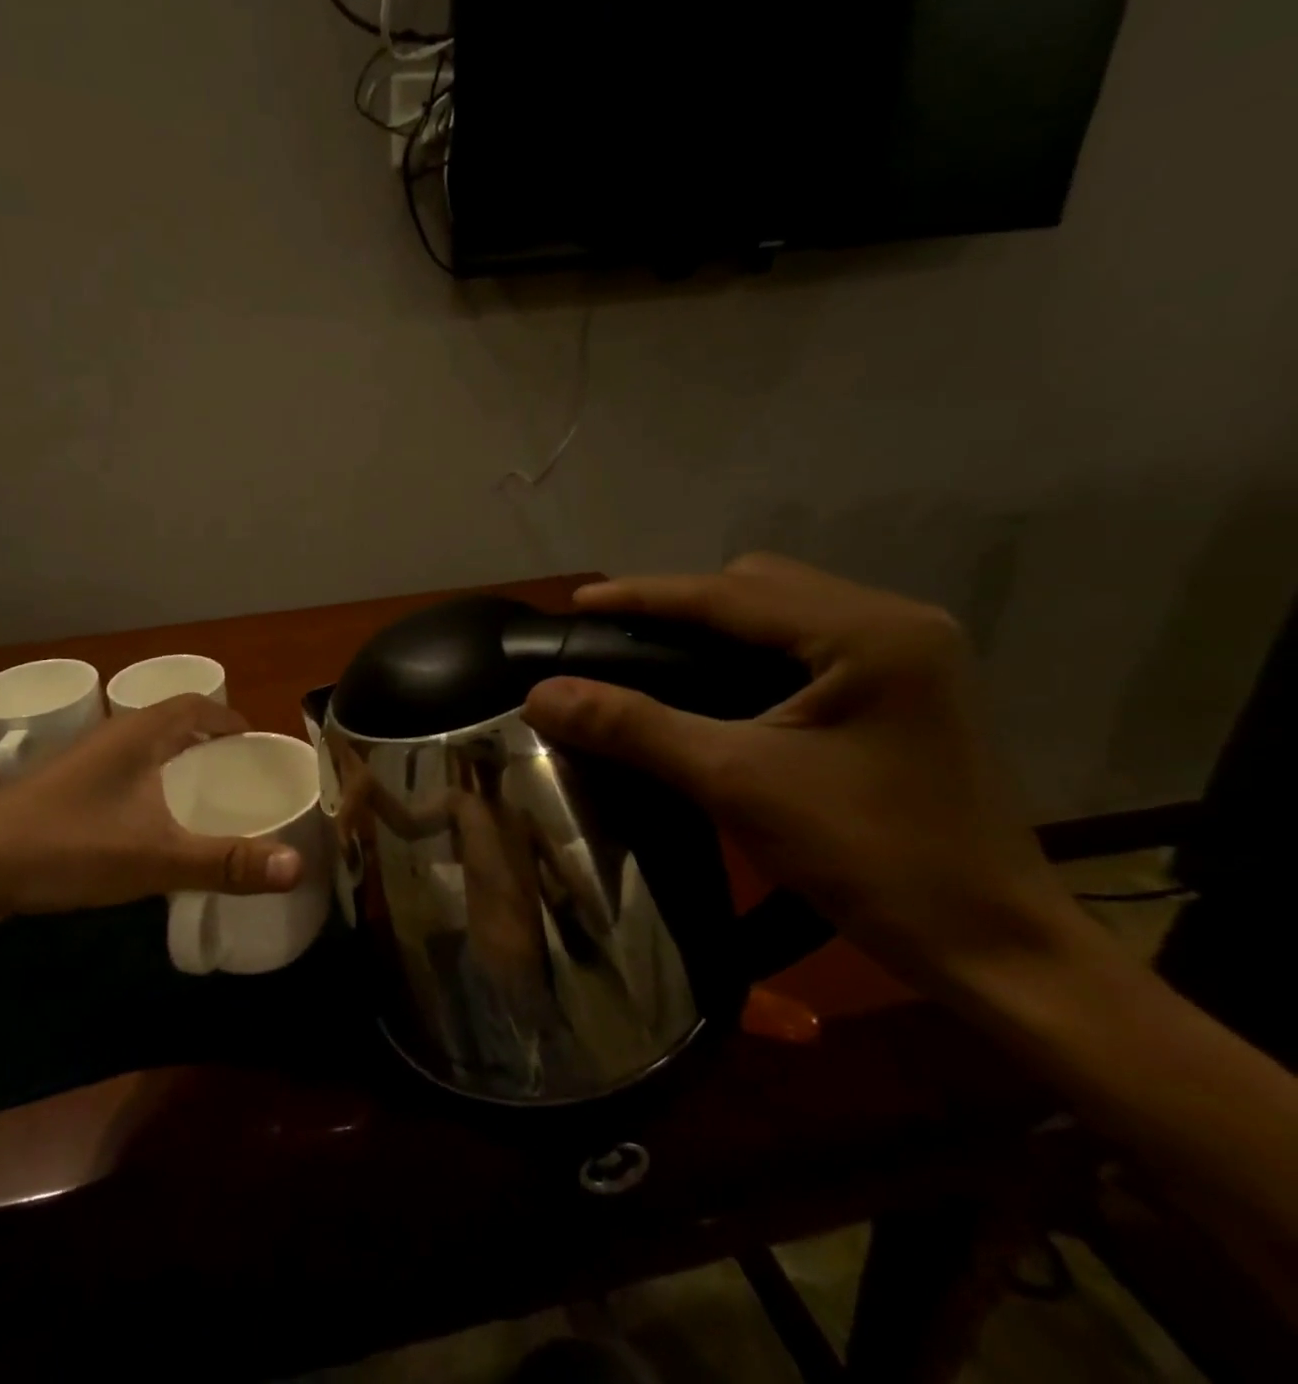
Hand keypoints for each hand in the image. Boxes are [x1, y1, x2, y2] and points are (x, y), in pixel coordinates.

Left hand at [0, 695, 304, 921]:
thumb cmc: (64, 847)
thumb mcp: (154, 859)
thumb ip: (226, 862)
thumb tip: (298, 865)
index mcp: (138, 735)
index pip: (196, 704)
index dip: (230, 718)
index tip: (258, 746)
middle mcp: (111, 738)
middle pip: (172, 724)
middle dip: (210, 743)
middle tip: (240, 777)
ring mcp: (83, 765)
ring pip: (144, 752)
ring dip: (178, 765)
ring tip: (206, 800)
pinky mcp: (64, 793)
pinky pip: (123, 777)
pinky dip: (150, 789)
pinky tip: (153, 827)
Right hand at [522, 554, 1075, 992]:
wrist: (991, 945)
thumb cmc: (872, 858)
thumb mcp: (738, 783)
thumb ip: (635, 728)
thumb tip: (541, 695)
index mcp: (869, 632)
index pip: (730, 592)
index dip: (643, 594)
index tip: (576, 602)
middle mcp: (895, 623)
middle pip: (759, 586)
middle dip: (681, 604)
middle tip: (617, 638)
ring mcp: (906, 655)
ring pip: (782, 612)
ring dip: (713, 627)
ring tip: (652, 656)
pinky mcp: (902, 689)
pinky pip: (804, 644)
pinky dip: (746, 653)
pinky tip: (713, 686)